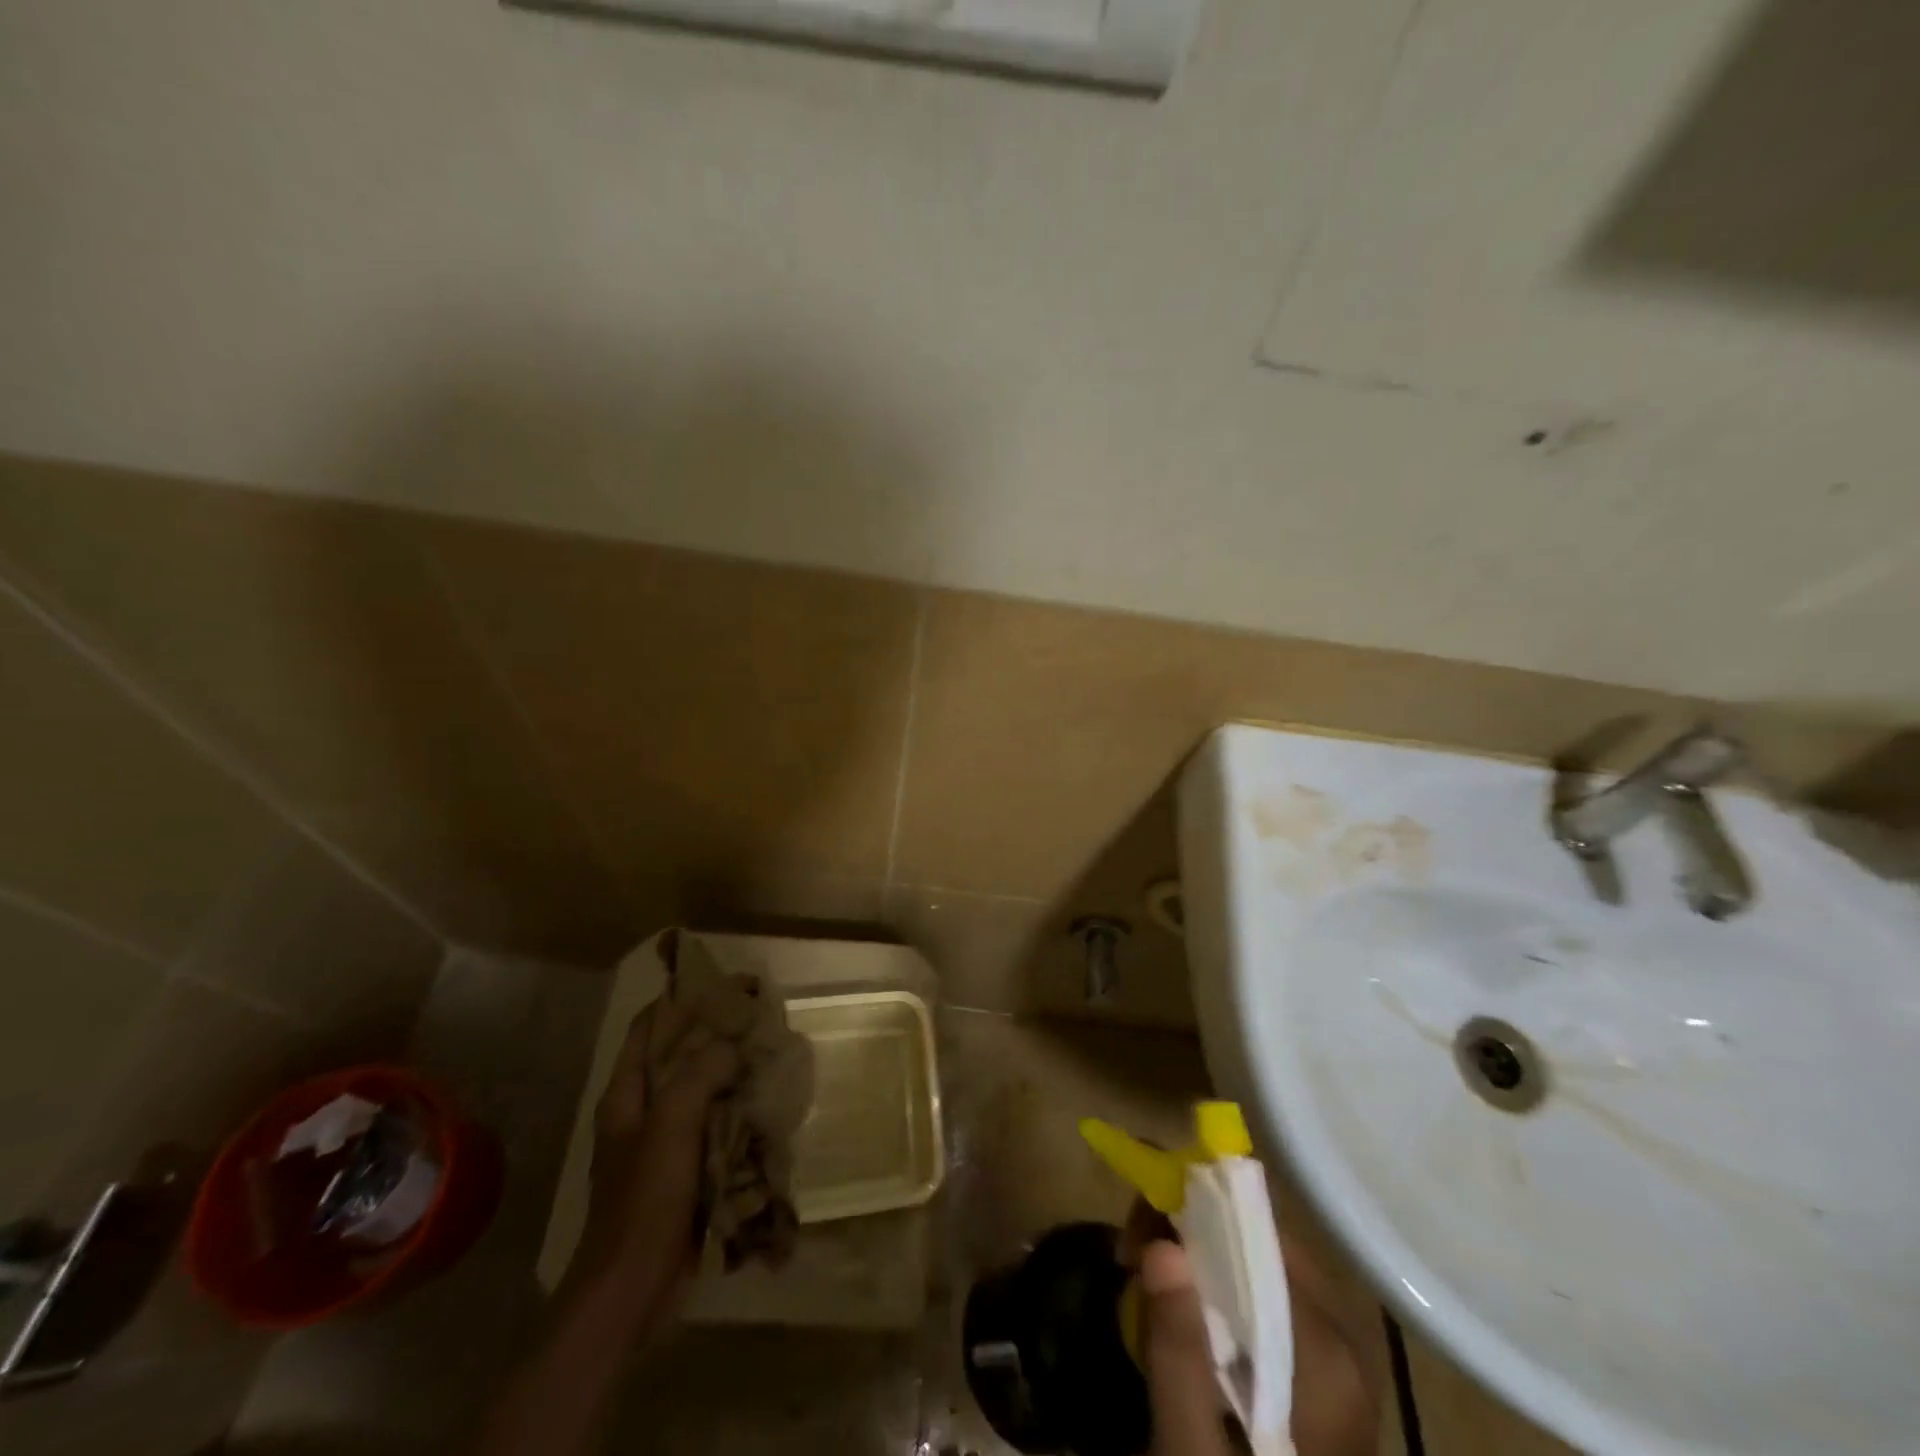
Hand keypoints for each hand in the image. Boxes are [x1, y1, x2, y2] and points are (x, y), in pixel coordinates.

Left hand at [567, 996, 740, 1305]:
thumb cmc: (645, 1200)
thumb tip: (733, 1045)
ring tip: (769, 1054)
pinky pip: (714, 1127)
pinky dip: (737, 1112)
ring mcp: (663, 1144)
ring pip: (701, 1092)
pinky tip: (765, 1105)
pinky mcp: (684, 1172)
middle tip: (758, 1017)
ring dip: (731, 1074)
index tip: (722, 982)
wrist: (632, 1291)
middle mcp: (642, 1112)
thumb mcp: (671, 1125)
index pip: (649, 1027)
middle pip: (679, 1057)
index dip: (680, 999)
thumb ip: (701, 1074)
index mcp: (626, 1095)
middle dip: (715, 1035)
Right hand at [1124, 1202, 1379, 1455]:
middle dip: (1187, 1228)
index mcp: (1322, 1350)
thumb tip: (1162, 1245)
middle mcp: (1341, 1338)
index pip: (1256, 1228)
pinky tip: (1182, 1317)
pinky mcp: (1320, 1378)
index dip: (1190, 1204)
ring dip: (1195, 1254)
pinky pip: (1262, 1298)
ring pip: (1256, 1262)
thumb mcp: (1190, 1452)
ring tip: (1145, 1281)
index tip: (1134, 1224)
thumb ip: (1177, 1353)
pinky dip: (1216, 1288)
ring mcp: (1335, 1359)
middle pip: (1256, 1238)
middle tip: (1130, 1254)